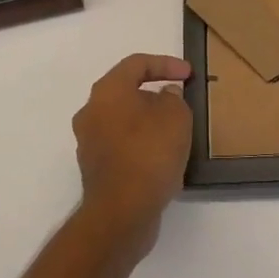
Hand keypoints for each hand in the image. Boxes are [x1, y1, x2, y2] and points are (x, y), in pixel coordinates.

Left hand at [72, 54, 193, 256]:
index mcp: (107, 91)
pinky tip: (162, 156)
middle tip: (179, 101)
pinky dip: (141, 144)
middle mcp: (91, 111)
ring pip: (123, 120)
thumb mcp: (176, 116)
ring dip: (148, 121)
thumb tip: (164, 96)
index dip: (166, 64)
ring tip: (174, 130)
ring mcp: (89, 142)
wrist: (121, 214)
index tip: (188, 75)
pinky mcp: (95, 169)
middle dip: (155, 94)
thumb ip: (173, 98)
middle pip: (126, 91)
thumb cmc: (149, 153)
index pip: (137, 63)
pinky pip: (121, 145)